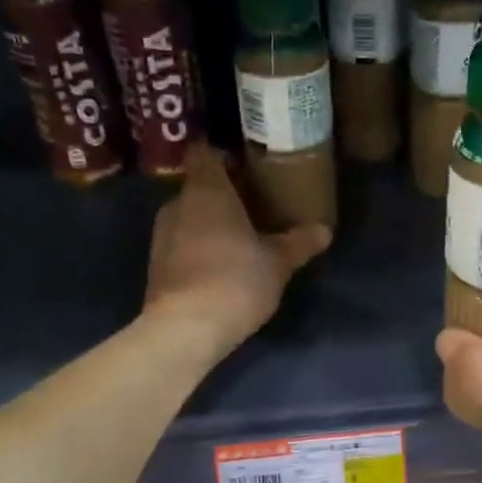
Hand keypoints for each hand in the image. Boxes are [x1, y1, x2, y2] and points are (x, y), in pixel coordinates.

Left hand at [142, 144, 330, 362]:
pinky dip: (199, 246)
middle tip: (256, 203)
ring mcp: (162, 235)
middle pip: (199, 186)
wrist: (184, 330)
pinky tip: (223, 263)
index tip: (246, 163)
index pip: (205, 152)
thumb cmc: (235, 280)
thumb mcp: (278, 262)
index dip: (224, 154)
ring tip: (242, 234)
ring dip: (211, 222)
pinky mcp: (157, 265)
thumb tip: (324, 230)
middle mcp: (177, 204)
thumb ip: (299, 242)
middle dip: (224, 193)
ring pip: (190, 216)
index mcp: (206, 190)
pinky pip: (182, 242)